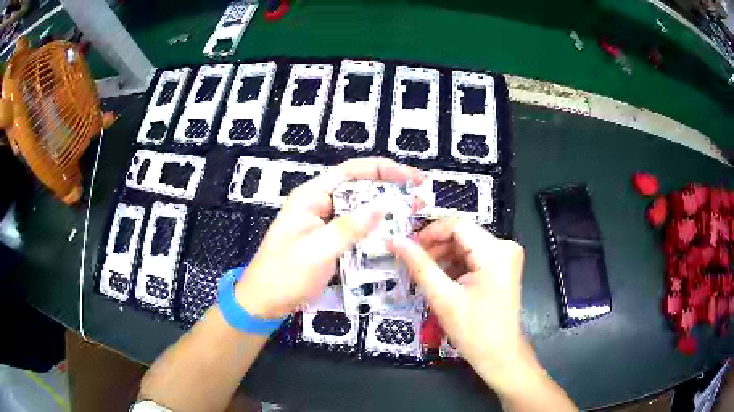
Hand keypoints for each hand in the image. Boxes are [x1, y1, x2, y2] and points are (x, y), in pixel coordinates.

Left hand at [236, 157, 423, 318]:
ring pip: (360, 210)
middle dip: (390, 191)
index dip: (384, 170)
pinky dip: (375, 232)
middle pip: (360, 188)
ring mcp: (325, 224)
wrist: (263, 303)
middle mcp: (320, 204)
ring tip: (414, 216)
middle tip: (421, 200)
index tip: (413, 178)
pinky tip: (393, 237)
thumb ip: (349, 227)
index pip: (352, 171)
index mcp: (311, 196)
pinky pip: (357, 231)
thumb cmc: (283, 275)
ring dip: (386, 213)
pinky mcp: (330, 242)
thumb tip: (384, 205)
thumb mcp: (317, 250)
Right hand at [388, 218, 535, 394]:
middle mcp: (505, 247)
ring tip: (426, 275)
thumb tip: (395, 240)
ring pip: (466, 244)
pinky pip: (474, 256)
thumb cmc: (474, 330)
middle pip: (462, 234)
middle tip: (412, 263)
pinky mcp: (503, 266)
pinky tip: (442, 279)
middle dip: (435, 247)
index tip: (407, 246)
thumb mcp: (443, 298)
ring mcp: (506, 256)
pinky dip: (455, 264)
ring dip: (444, 256)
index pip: (457, 225)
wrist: (500, 354)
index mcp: (495, 252)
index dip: (429, 232)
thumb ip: (419, 265)